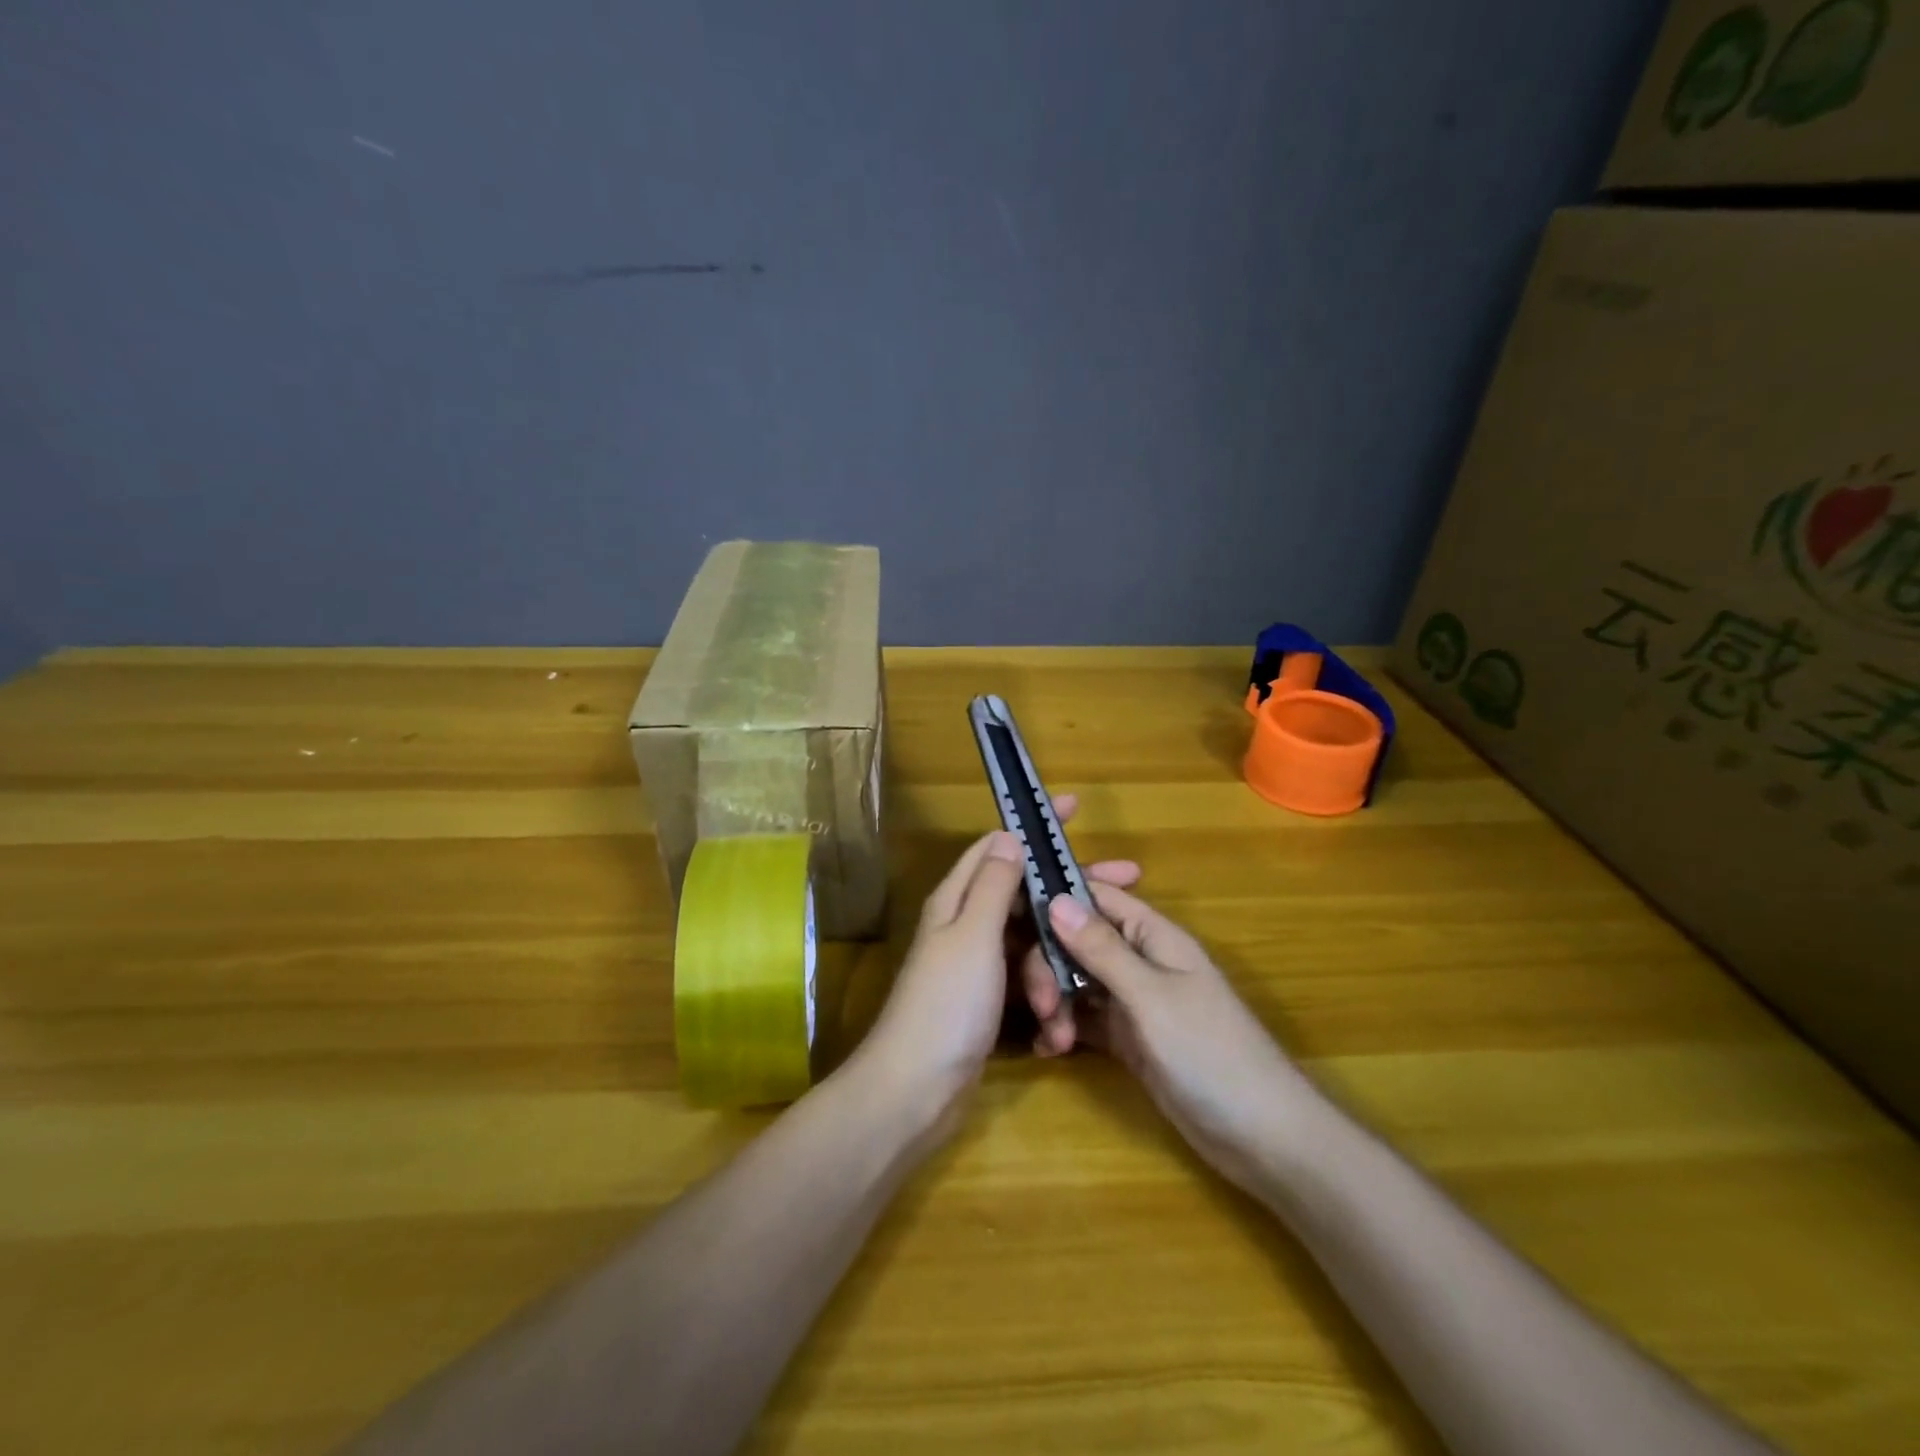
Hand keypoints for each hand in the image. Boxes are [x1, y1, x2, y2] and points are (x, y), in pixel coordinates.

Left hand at [857, 797, 1138, 1132]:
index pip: (998, 845)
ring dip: (1058, 966)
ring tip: (1071, 999)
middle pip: (1026, 894)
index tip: (1076, 810)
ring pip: (1033, 943)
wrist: (916, 1089)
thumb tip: (1009, 836)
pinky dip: (1046, 997)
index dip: (1034, 826)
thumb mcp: (974, 934)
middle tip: (1128, 883)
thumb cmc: (947, 1004)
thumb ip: (994, 885)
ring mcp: (979, 964)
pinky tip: (1060, 1025)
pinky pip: (1028, 982)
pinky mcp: (989, 1000)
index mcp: (958, 899)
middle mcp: (967, 924)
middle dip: (1070, 894)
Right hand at [1042, 886, 1308, 1191]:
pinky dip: (1063, 1028)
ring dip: (1054, 1002)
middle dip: (1050, 965)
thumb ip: (1102, 950)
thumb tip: (1056, 898)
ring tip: (1051, 1039)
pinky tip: (1048, 1049)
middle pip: (1077, 941)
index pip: (1097, 896)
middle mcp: (1139, 960)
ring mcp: (1132, 1000)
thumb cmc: (1211, 1053)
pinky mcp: (1126, 1038)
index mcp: (1153, 935)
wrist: (1260, 1138)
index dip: (1057, 895)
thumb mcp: (1151, 997)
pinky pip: (1083, 1019)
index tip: (1011, 909)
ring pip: (1075, 980)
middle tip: (1040, 1005)